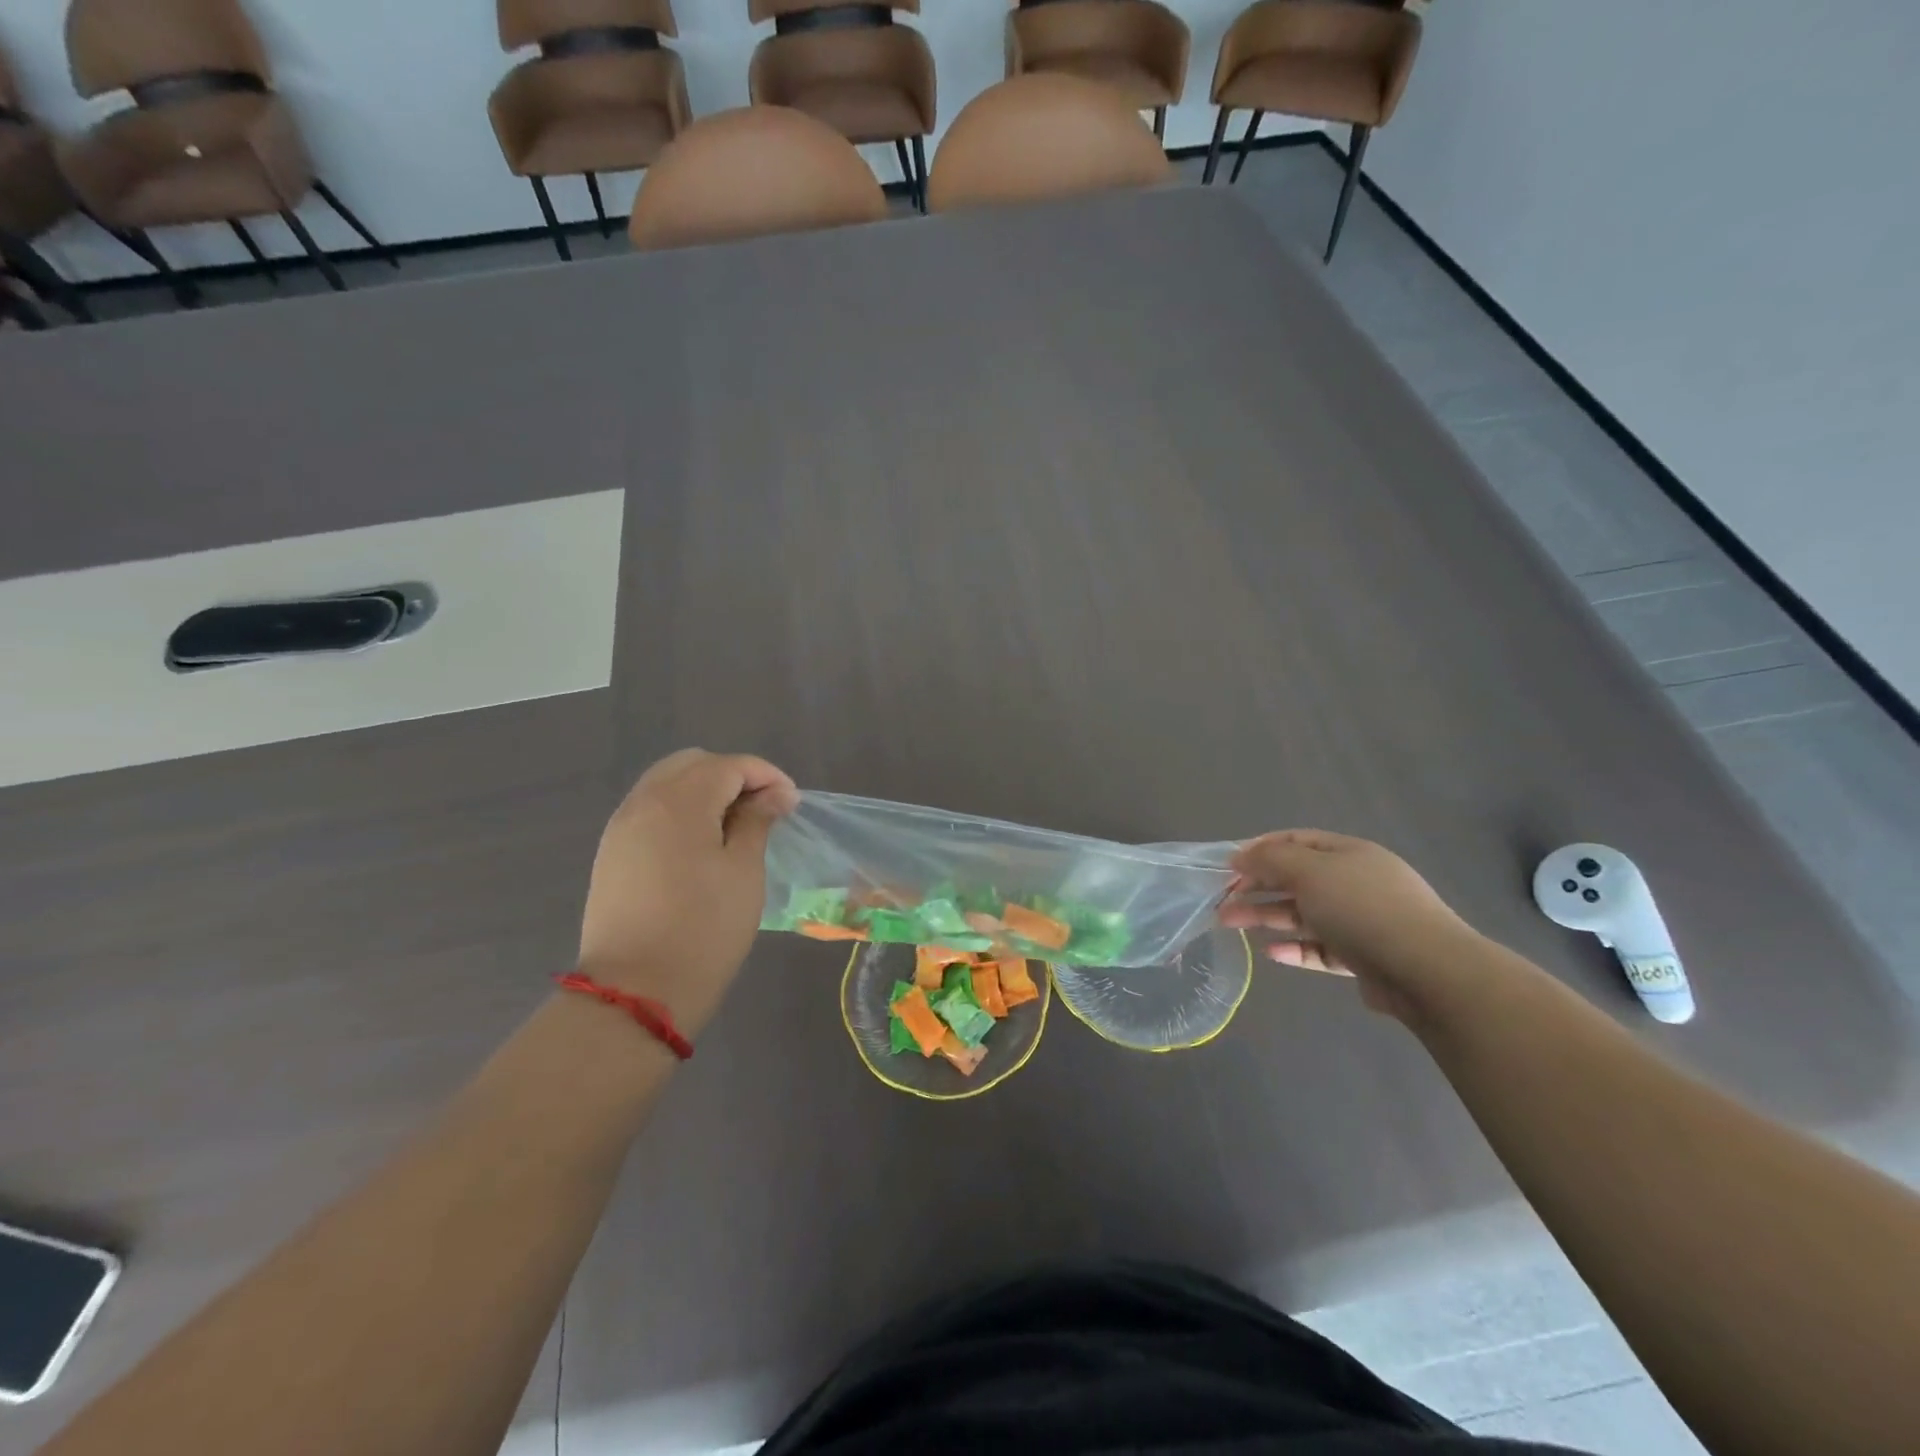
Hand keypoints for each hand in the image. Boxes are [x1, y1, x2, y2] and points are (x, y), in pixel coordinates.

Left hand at [576, 749, 797, 1035]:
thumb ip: (757, 821)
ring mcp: (621, 827)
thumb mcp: (743, 872)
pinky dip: (680, 811)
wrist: (635, 992)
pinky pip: (650, 810)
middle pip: (692, 764)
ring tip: (734, 826)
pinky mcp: (611, 853)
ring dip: (704, 791)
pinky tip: (700, 843)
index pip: (729, 765)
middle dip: (733, 776)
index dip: (766, 776)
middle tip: (762, 809)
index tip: (792, 803)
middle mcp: (643, 802)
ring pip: (666, 784)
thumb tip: (774, 795)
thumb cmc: (704, 929)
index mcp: (679, 801)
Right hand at [1219, 830, 1480, 1021]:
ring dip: (1266, 917)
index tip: (1227, 865)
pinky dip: (1294, 948)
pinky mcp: (1364, 958)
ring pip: (1304, 914)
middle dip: (1256, 886)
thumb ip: (1271, 860)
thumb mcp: (1310, 871)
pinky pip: (1320, 948)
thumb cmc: (1362, 908)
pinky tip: (1270, 953)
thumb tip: (1242, 856)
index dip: (1260, 849)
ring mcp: (1362, 921)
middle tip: (1221, 899)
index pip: (1297, 841)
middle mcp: (1356, 883)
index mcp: (1349, 853)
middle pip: (1296, 879)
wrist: (1427, 971)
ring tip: (1230, 925)